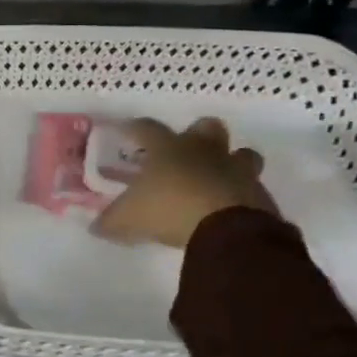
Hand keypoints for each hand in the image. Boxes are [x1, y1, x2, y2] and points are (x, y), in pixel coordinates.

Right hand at [91, 117, 276, 249]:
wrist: (228, 229)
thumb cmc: (170, 209)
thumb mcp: (129, 219)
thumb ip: (112, 222)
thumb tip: (96, 228)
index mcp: (168, 149)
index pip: (147, 128)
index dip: (135, 128)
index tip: (126, 130)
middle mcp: (204, 151)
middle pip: (207, 127)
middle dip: (199, 134)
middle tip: (187, 150)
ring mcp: (237, 170)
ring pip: (241, 154)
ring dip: (231, 162)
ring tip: (217, 179)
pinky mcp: (260, 195)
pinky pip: (253, 188)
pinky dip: (243, 196)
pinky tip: (231, 210)